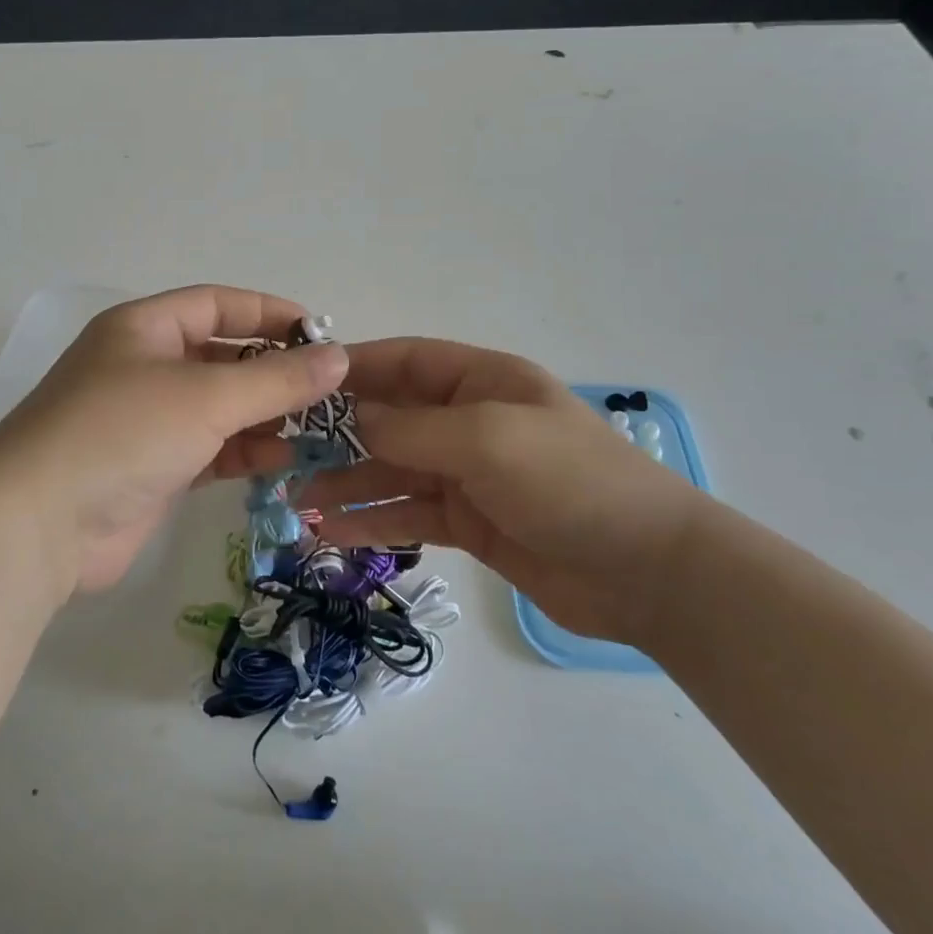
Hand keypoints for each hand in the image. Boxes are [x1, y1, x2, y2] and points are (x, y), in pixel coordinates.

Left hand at [0, 286, 348, 599]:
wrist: (38, 524)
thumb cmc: (123, 433)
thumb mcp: (207, 396)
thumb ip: (277, 379)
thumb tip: (340, 358)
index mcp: (144, 328)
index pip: (217, 304)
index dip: (269, 313)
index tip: (320, 335)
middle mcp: (143, 367)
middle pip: (220, 356)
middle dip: (272, 370)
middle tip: (326, 389)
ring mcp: (145, 420)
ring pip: (217, 406)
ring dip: (263, 414)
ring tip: (314, 427)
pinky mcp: (150, 469)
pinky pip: (208, 449)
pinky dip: (242, 451)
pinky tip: (280, 460)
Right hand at [287, 339, 709, 645]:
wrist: (648, 572)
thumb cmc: (570, 482)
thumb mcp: (488, 439)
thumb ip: (414, 428)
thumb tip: (354, 420)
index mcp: (482, 381)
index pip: (406, 361)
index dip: (355, 368)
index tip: (300, 382)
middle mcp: (470, 421)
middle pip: (391, 418)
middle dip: (339, 434)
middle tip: (284, 452)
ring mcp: (468, 474)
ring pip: (392, 471)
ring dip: (347, 483)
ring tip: (297, 501)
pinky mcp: (469, 523)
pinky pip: (408, 514)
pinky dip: (372, 521)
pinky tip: (332, 533)